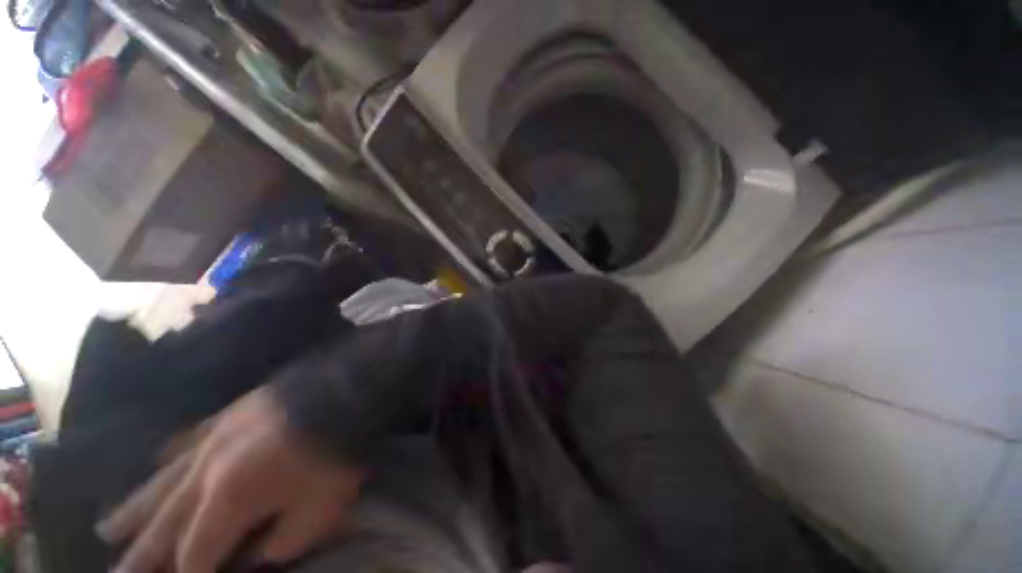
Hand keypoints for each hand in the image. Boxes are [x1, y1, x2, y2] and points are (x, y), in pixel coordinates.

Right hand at [97, 386, 364, 572]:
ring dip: (134, 508)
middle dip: (139, 556)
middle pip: (163, 523)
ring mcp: (214, 438)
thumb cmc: (336, 453)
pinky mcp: (230, 415)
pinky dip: (167, 458)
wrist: (348, 391)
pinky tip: (154, 464)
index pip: (193, 554)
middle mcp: (206, 472)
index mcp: (227, 501)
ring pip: (162, 481)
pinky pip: (187, 439)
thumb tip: (254, 553)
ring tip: (106, 529)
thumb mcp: (317, 511)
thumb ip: (280, 543)